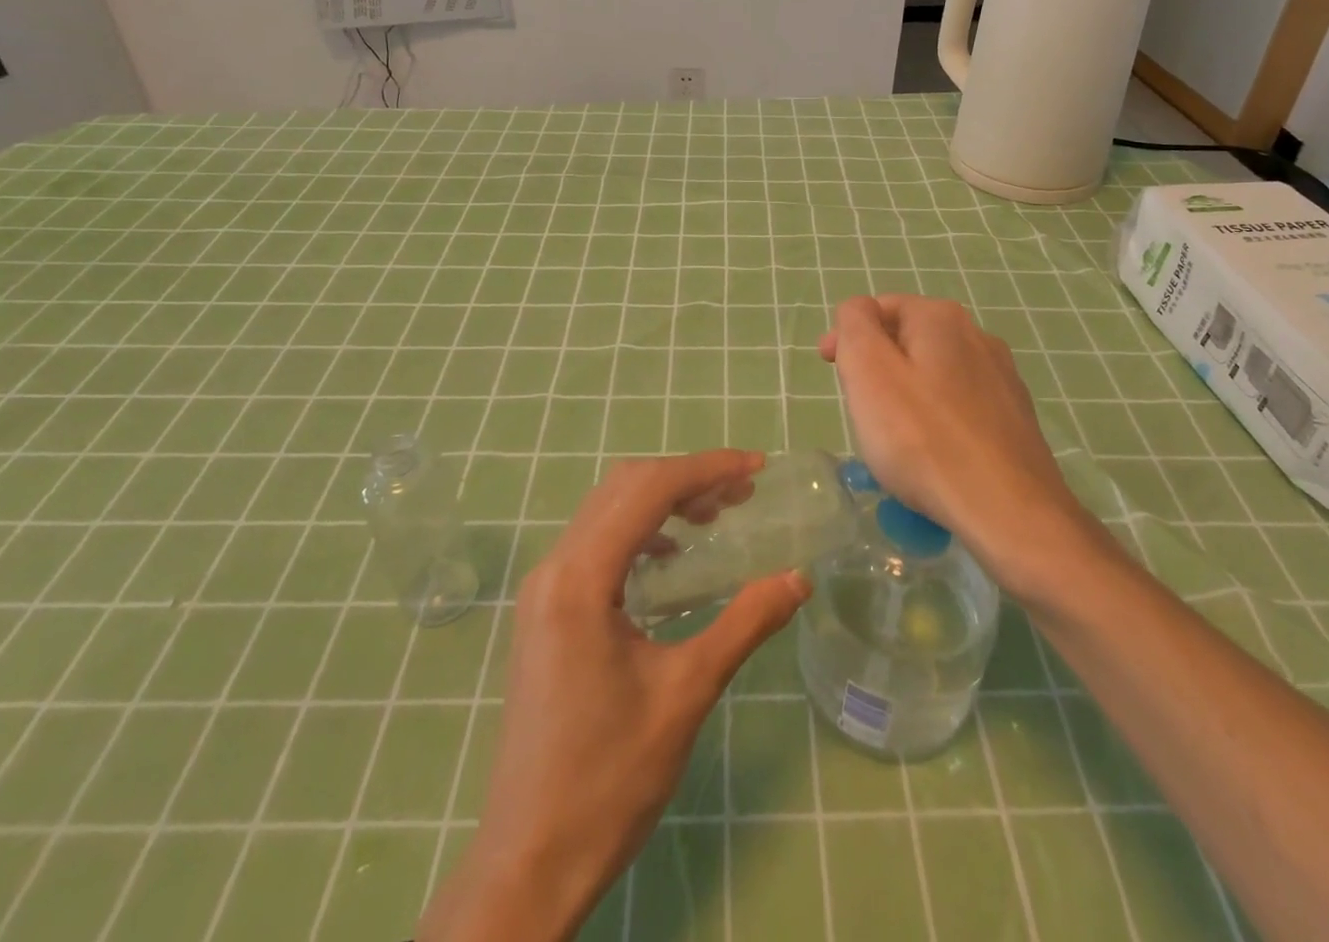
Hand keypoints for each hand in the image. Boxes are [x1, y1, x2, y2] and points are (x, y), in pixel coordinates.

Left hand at [418, 450, 808, 941]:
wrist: (530, 860)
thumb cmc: (609, 778)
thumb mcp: (687, 694)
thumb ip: (744, 623)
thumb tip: (798, 578)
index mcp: (581, 578)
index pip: (648, 490)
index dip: (706, 469)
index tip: (757, 468)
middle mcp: (554, 568)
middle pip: (624, 488)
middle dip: (687, 478)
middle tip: (743, 493)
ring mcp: (544, 590)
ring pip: (606, 511)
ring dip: (662, 501)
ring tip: (715, 516)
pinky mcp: (545, 611)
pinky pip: (595, 543)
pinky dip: (639, 532)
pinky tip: (671, 560)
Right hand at [820, 295, 1104, 593]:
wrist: (1009, 513)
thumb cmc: (924, 439)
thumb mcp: (869, 371)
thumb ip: (855, 325)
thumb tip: (858, 311)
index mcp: (940, 318)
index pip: (879, 307)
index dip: (848, 334)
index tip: (829, 369)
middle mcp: (977, 336)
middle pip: (908, 338)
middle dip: (876, 365)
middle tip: (857, 407)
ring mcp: (1002, 379)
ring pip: (935, 374)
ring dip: (905, 393)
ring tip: (891, 436)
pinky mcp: (1015, 419)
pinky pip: (959, 407)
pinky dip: (936, 420)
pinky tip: (931, 455)